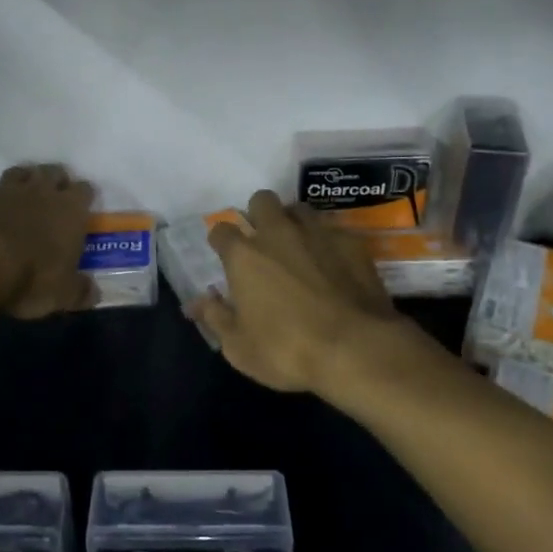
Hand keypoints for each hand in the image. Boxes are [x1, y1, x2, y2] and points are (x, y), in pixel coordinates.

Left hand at [0, 164, 97, 318]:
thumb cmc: (29, 278)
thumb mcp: (62, 295)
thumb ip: (80, 291)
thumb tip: (93, 294)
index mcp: (69, 210)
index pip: (84, 190)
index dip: (83, 197)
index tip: (81, 208)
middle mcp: (40, 192)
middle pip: (54, 172)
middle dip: (56, 181)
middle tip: (54, 198)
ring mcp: (5, 192)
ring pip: (21, 173)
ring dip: (25, 181)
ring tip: (23, 197)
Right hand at [190, 190, 401, 392]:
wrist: (356, 348)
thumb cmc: (287, 350)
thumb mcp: (239, 347)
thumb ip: (216, 318)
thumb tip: (197, 302)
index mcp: (244, 256)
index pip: (222, 230)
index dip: (221, 240)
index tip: (224, 253)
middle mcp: (278, 233)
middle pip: (261, 201)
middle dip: (258, 214)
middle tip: (263, 242)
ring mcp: (317, 233)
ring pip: (298, 208)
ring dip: (293, 221)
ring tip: (298, 246)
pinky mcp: (351, 242)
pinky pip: (332, 229)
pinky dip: (327, 241)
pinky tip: (332, 262)